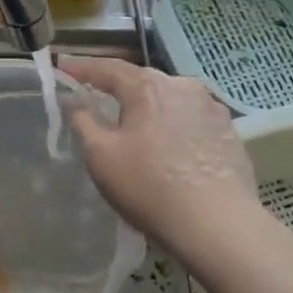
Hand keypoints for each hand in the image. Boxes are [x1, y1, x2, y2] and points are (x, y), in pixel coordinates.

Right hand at [62, 57, 257, 258]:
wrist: (218, 225)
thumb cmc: (150, 187)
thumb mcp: (100, 156)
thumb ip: (83, 121)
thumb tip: (76, 101)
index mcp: (147, 86)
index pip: (107, 68)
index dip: (81, 68)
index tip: (63, 69)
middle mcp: (182, 85)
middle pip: (142, 80)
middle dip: (118, 87)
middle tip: (98, 98)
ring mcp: (211, 106)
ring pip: (170, 98)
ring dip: (150, 107)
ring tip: (137, 124)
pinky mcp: (229, 130)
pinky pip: (191, 118)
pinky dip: (175, 124)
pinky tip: (171, 145)